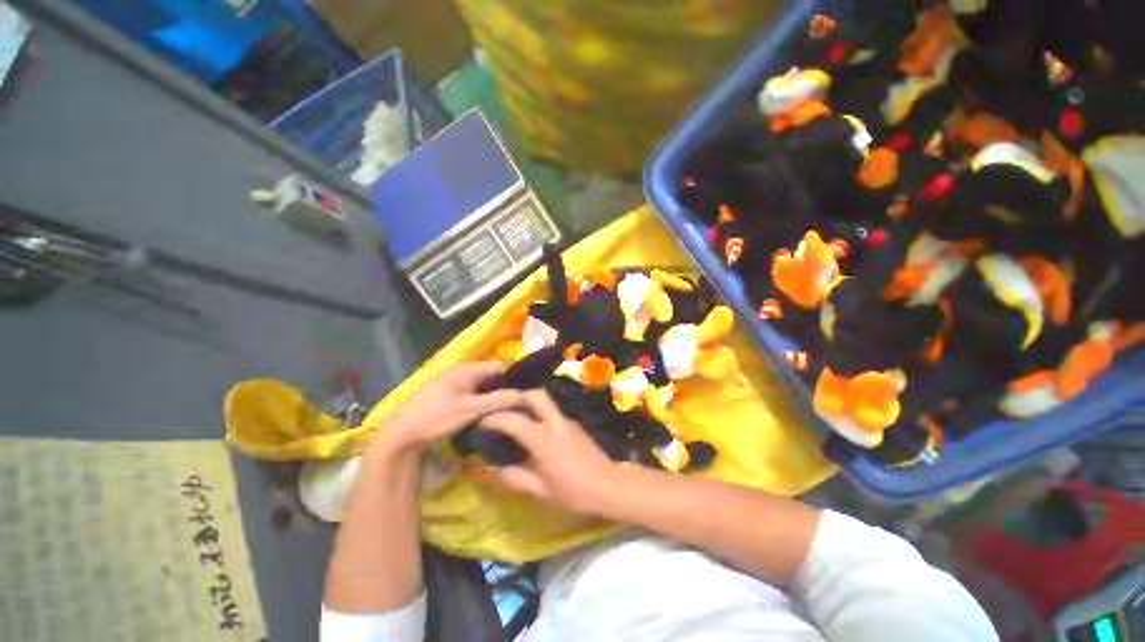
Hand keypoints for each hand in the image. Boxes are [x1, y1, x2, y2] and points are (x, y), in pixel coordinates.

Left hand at [376, 362, 520, 456]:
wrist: (399, 436)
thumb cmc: (436, 419)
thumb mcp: (470, 410)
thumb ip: (498, 400)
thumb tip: (523, 395)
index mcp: (466, 369)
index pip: (498, 366)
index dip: (513, 378)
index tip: (523, 394)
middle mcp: (458, 371)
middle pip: (488, 375)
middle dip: (501, 388)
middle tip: (514, 405)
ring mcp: (449, 382)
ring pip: (479, 385)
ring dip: (490, 396)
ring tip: (501, 411)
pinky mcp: (443, 394)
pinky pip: (468, 393)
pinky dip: (478, 401)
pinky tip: (482, 414)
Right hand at [477, 390, 620, 515]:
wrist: (610, 486)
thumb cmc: (574, 492)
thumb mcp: (541, 491)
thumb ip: (514, 478)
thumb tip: (490, 468)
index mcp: (545, 442)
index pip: (516, 421)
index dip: (495, 419)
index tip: (483, 422)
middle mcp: (557, 424)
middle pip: (537, 396)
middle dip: (518, 397)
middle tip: (504, 409)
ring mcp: (568, 421)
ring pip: (546, 402)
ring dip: (529, 405)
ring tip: (516, 419)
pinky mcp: (575, 424)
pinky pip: (553, 412)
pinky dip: (540, 414)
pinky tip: (535, 430)